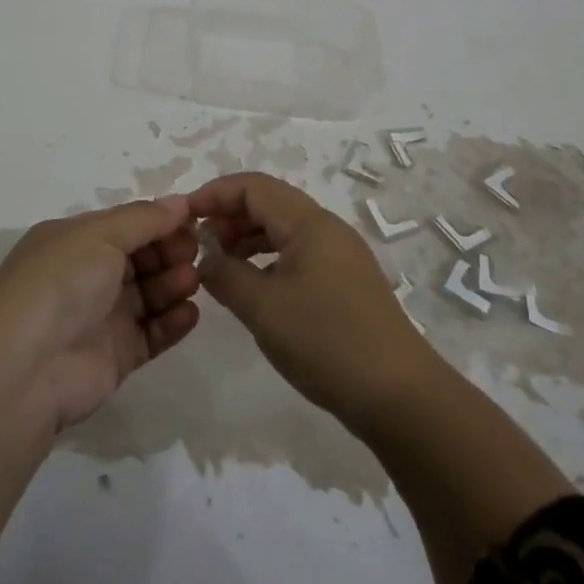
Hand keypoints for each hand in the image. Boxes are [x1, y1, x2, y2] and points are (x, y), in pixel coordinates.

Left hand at [0, 199, 200, 552]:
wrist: (25, 369)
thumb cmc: (60, 283)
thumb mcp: (99, 235)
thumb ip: (144, 218)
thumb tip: (181, 202)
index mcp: (74, 241)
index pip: (126, 224)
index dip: (160, 222)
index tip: (194, 221)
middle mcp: (87, 275)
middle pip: (141, 258)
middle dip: (170, 251)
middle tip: (195, 252)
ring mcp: (101, 317)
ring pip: (149, 294)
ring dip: (174, 284)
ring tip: (192, 282)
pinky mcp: (115, 355)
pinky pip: (152, 333)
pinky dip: (173, 323)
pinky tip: (191, 313)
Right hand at [189, 172, 428, 426]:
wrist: (400, 396)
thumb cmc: (326, 342)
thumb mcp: (263, 308)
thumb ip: (226, 276)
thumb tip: (207, 259)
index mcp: (310, 223)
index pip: (254, 187)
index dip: (215, 194)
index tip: (184, 216)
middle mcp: (328, 229)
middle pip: (270, 204)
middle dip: (229, 216)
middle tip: (198, 243)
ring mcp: (341, 256)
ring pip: (284, 230)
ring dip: (247, 239)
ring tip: (219, 265)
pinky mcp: (347, 284)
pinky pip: (298, 254)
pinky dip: (268, 260)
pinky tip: (253, 287)